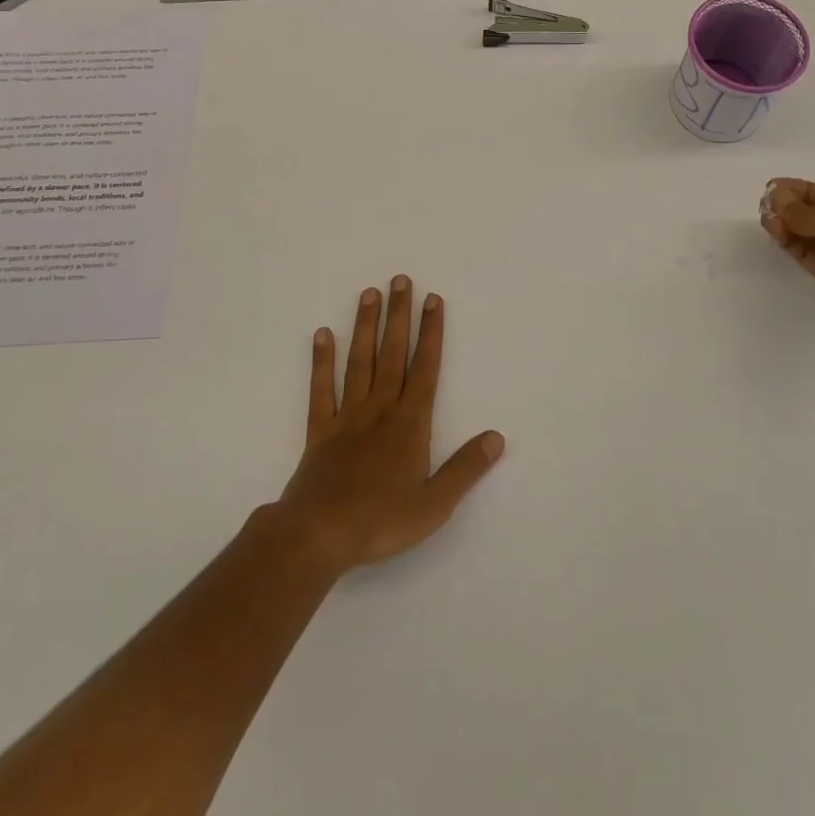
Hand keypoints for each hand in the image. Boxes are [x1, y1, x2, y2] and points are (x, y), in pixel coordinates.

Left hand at [274, 276, 503, 575]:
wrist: (318, 536)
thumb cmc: (381, 522)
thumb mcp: (434, 504)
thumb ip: (465, 468)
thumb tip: (497, 437)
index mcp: (410, 424)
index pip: (426, 368)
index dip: (431, 333)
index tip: (433, 299)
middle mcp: (379, 410)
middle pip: (392, 354)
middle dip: (399, 316)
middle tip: (401, 279)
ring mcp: (346, 417)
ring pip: (359, 362)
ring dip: (366, 327)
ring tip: (369, 294)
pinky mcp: (319, 431)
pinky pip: (321, 389)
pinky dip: (322, 361)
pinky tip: (323, 334)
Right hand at [760, 180, 814, 339]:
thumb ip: (802, 208)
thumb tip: (775, 196)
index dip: (806, 190)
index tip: (775, 186)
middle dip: (795, 207)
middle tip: (765, 202)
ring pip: (813, 236)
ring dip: (790, 225)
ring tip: (765, 217)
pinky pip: (809, 255)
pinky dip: (791, 243)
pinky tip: (773, 231)